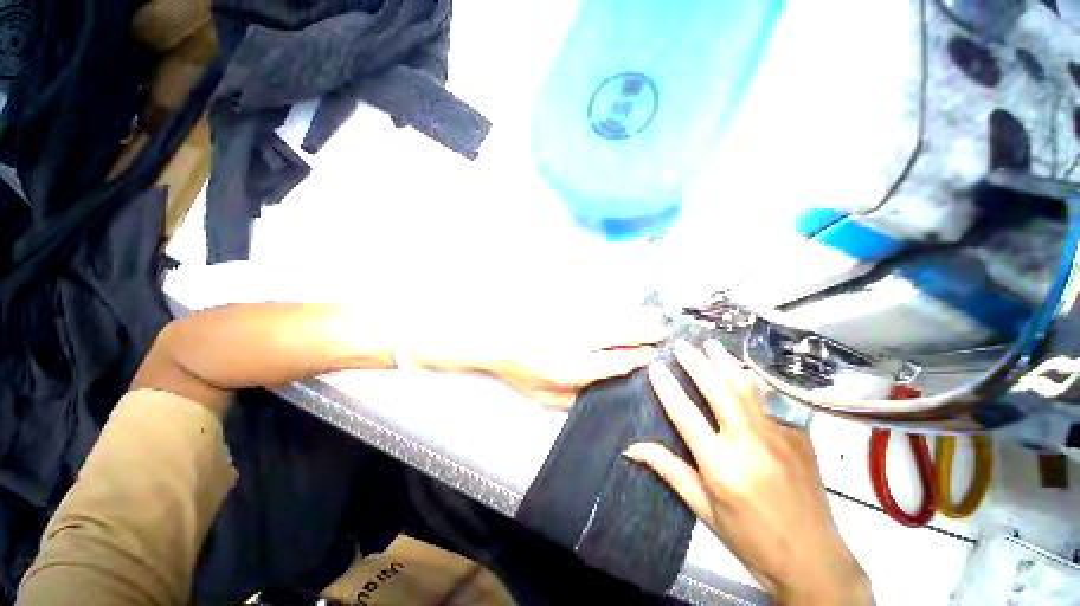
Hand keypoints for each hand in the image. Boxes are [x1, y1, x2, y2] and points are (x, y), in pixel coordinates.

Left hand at [410, 305, 666, 407]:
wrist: (494, 338)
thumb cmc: (519, 370)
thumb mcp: (543, 396)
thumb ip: (574, 397)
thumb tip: (604, 388)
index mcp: (569, 368)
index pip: (612, 362)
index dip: (636, 359)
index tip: (653, 356)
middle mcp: (574, 340)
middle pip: (617, 333)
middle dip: (644, 332)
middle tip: (664, 330)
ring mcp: (570, 319)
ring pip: (611, 316)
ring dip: (635, 315)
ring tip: (654, 316)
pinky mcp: (565, 304)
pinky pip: (597, 304)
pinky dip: (616, 304)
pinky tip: (627, 304)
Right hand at [624, 341, 871, 604]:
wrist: (813, 558)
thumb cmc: (751, 539)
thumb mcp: (703, 509)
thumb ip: (669, 470)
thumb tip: (633, 448)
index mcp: (722, 467)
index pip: (686, 415)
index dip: (667, 388)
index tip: (655, 368)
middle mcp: (750, 445)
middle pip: (718, 391)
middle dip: (696, 363)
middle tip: (681, 345)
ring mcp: (780, 436)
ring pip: (747, 387)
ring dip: (725, 362)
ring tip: (709, 344)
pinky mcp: (800, 435)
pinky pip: (773, 398)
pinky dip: (754, 378)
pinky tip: (743, 368)